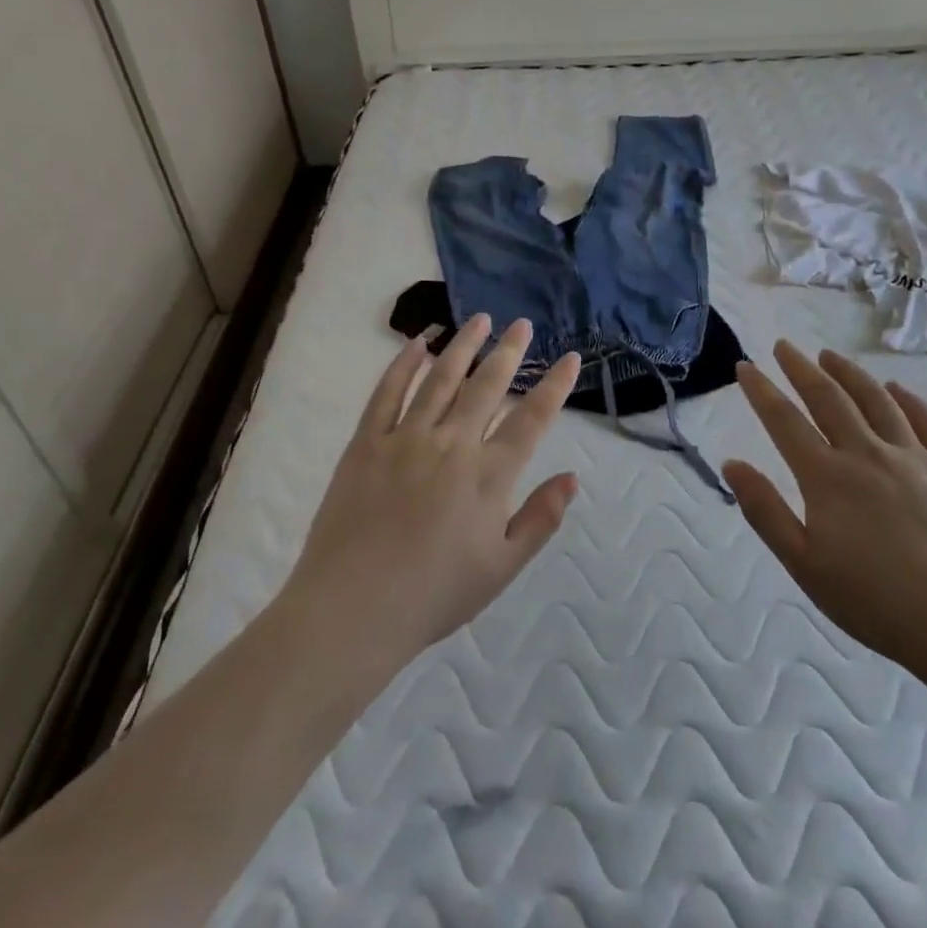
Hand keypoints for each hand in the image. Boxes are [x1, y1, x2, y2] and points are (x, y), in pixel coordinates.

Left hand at [280, 315, 581, 663]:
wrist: (354, 608)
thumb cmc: (435, 595)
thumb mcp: (502, 567)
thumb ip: (540, 519)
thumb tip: (572, 478)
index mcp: (489, 476)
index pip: (531, 419)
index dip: (555, 385)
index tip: (570, 358)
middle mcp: (452, 444)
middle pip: (487, 386)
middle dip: (509, 352)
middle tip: (522, 324)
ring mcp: (405, 438)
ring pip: (441, 378)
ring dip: (463, 345)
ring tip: (479, 320)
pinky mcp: (366, 442)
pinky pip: (388, 392)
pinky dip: (404, 364)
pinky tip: (418, 344)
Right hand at [725, 341, 926, 680]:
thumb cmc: (876, 602)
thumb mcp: (804, 565)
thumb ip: (765, 511)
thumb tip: (732, 464)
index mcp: (827, 477)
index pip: (785, 421)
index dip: (761, 390)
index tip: (745, 366)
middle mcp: (868, 454)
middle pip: (829, 398)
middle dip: (801, 368)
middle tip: (783, 346)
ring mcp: (915, 459)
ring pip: (877, 401)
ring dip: (849, 373)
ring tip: (830, 355)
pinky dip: (910, 400)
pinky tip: (898, 389)